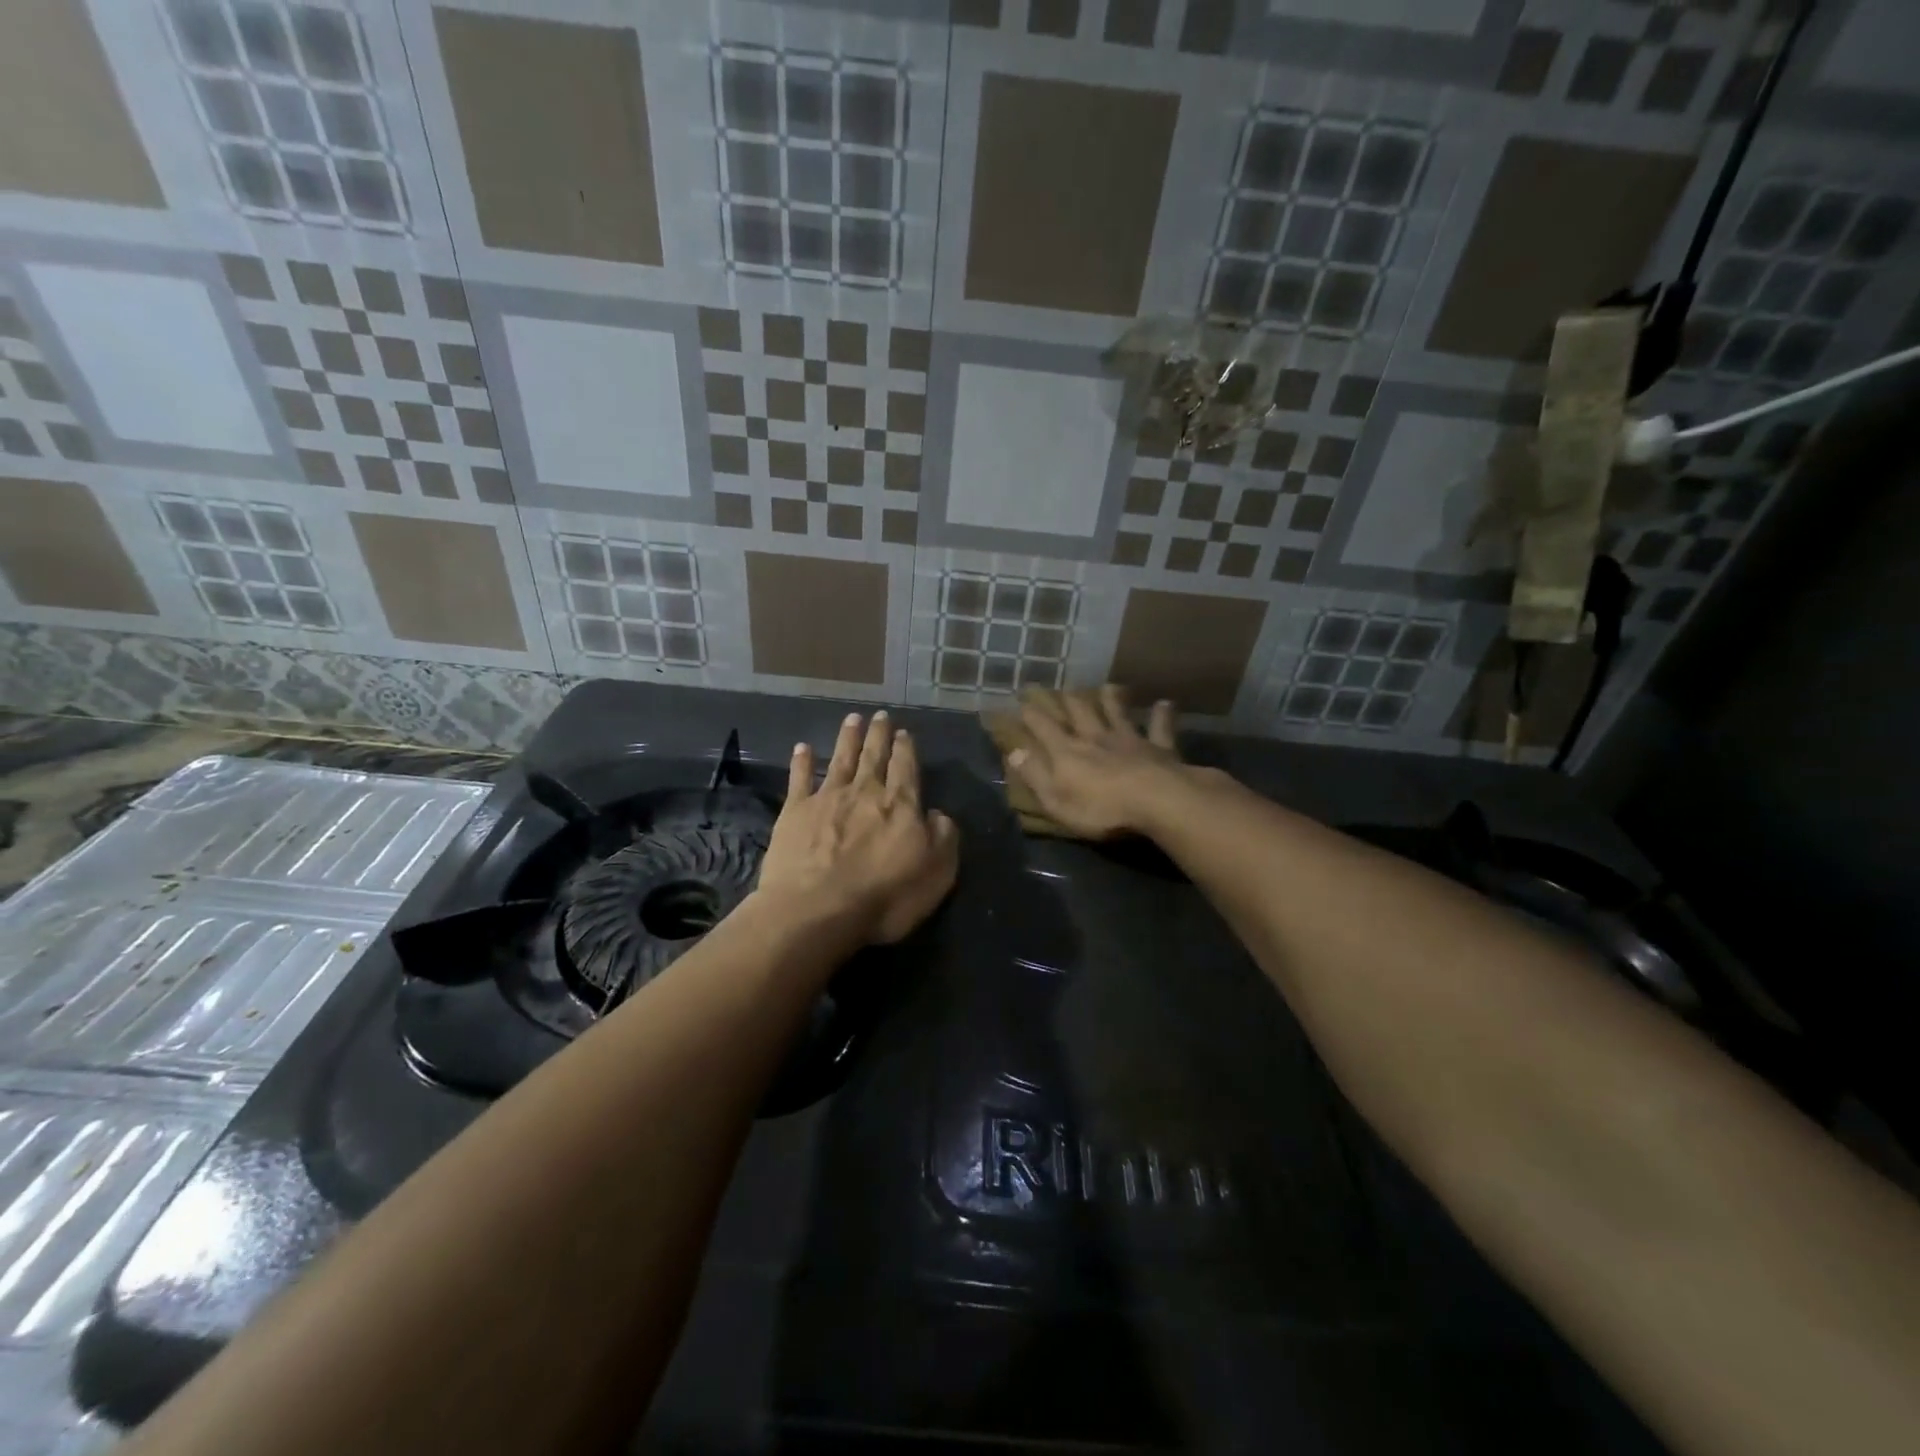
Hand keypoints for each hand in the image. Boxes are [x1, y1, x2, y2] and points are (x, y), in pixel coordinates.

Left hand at [758, 712, 959, 944]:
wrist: (817, 909)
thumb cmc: (884, 897)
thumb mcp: (937, 873)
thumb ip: (943, 838)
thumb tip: (938, 814)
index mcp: (901, 805)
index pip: (906, 768)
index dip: (906, 749)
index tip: (904, 732)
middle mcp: (865, 792)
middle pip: (874, 756)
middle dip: (879, 735)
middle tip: (880, 716)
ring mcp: (827, 798)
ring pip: (841, 759)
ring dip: (847, 737)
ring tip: (852, 718)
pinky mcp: (794, 812)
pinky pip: (800, 778)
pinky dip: (802, 761)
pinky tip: (802, 747)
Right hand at [1009, 686, 1191, 838]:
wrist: (1156, 801)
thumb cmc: (1101, 808)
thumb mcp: (1056, 800)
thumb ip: (1035, 774)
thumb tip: (1014, 751)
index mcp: (1068, 753)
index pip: (1044, 728)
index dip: (1032, 715)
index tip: (1022, 702)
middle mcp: (1096, 738)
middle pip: (1080, 714)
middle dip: (1069, 701)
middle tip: (1062, 689)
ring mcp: (1129, 740)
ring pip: (1117, 714)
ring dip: (1111, 700)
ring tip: (1107, 686)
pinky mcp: (1159, 748)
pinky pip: (1160, 727)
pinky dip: (1162, 714)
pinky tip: (1165, 703)